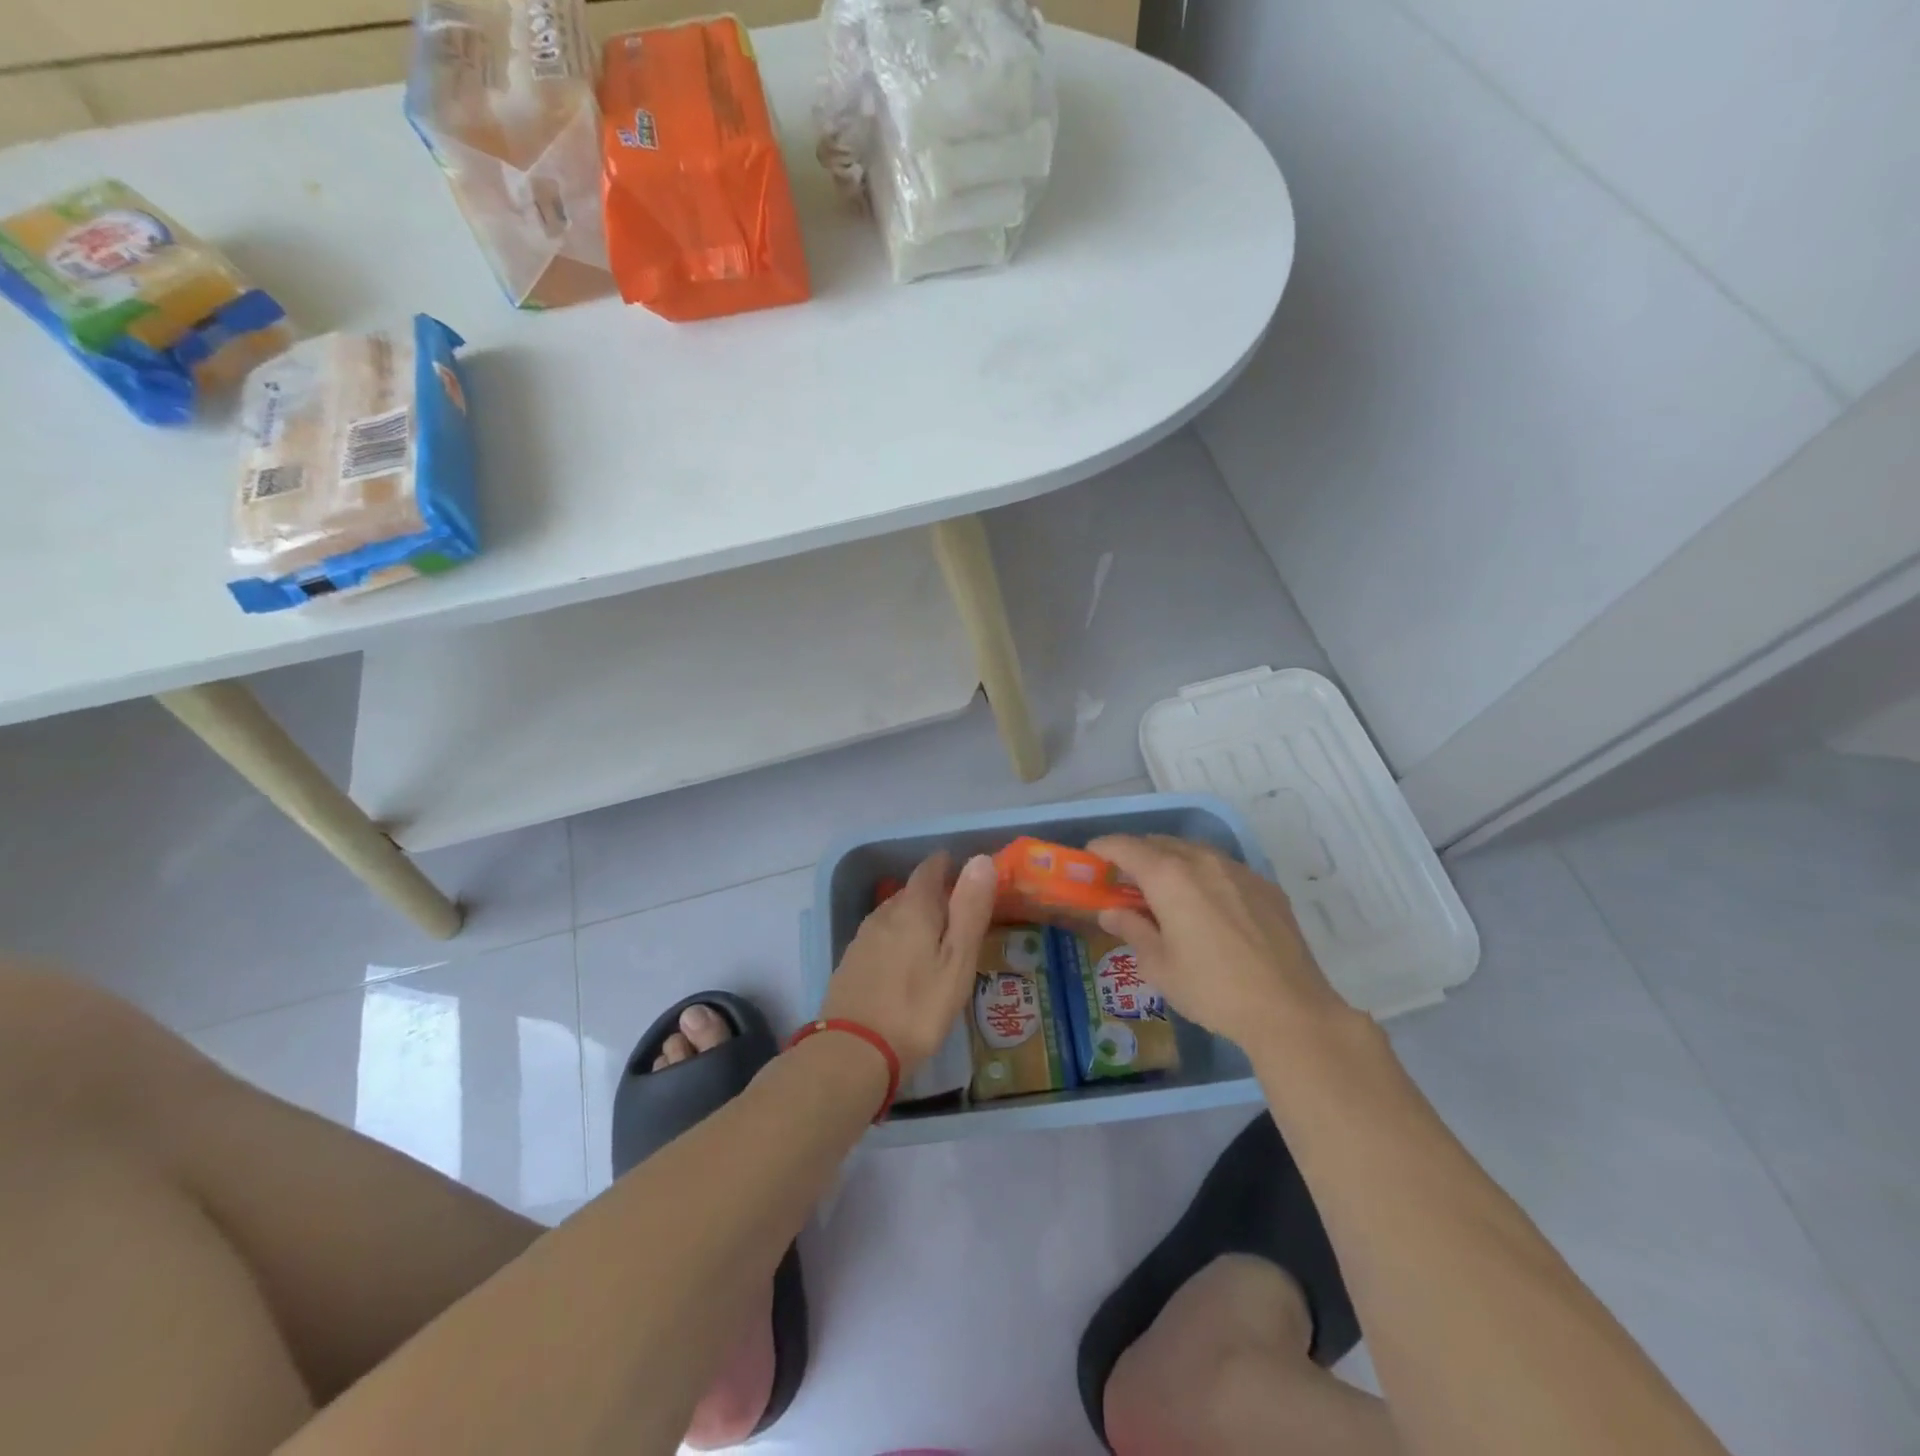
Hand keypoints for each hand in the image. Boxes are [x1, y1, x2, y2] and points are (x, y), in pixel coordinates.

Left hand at [822, 851, 997, 1073]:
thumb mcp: (957, 960)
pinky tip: (905, 965)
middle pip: (911, 892)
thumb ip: (969, 910)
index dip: (948, 866)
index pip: (930, 869)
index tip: (966, 875)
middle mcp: (884, 914)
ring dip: (914, 920)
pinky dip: (897, 941)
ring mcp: (863, 938)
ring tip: (936, 941)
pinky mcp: (850, 964)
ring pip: (894, 915)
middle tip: (959, 915)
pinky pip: (880, 938)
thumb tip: (980, 859)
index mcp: (913, 908)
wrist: (854, 1052)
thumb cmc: (918, 1007)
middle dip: (934, 896)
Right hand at [1088, 834, 1355, 1047]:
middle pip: (1159, 843)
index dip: (1103, 848)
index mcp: (1169, 876)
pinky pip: (1222, 867)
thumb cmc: (1212, 989)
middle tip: (1123, 880)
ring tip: (1163, 890)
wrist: (1288, 1009)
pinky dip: (1202, 874)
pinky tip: (1205, 905)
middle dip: (1136, 854)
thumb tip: (1111, 912)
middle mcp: (1202, 860)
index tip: (1091, 857)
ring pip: (1193, 851)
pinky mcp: (1265, 886)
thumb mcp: (1159, 965)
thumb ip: (1132, 929)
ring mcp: (1238, 870)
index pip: (1125, 846)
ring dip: (1170, 861)